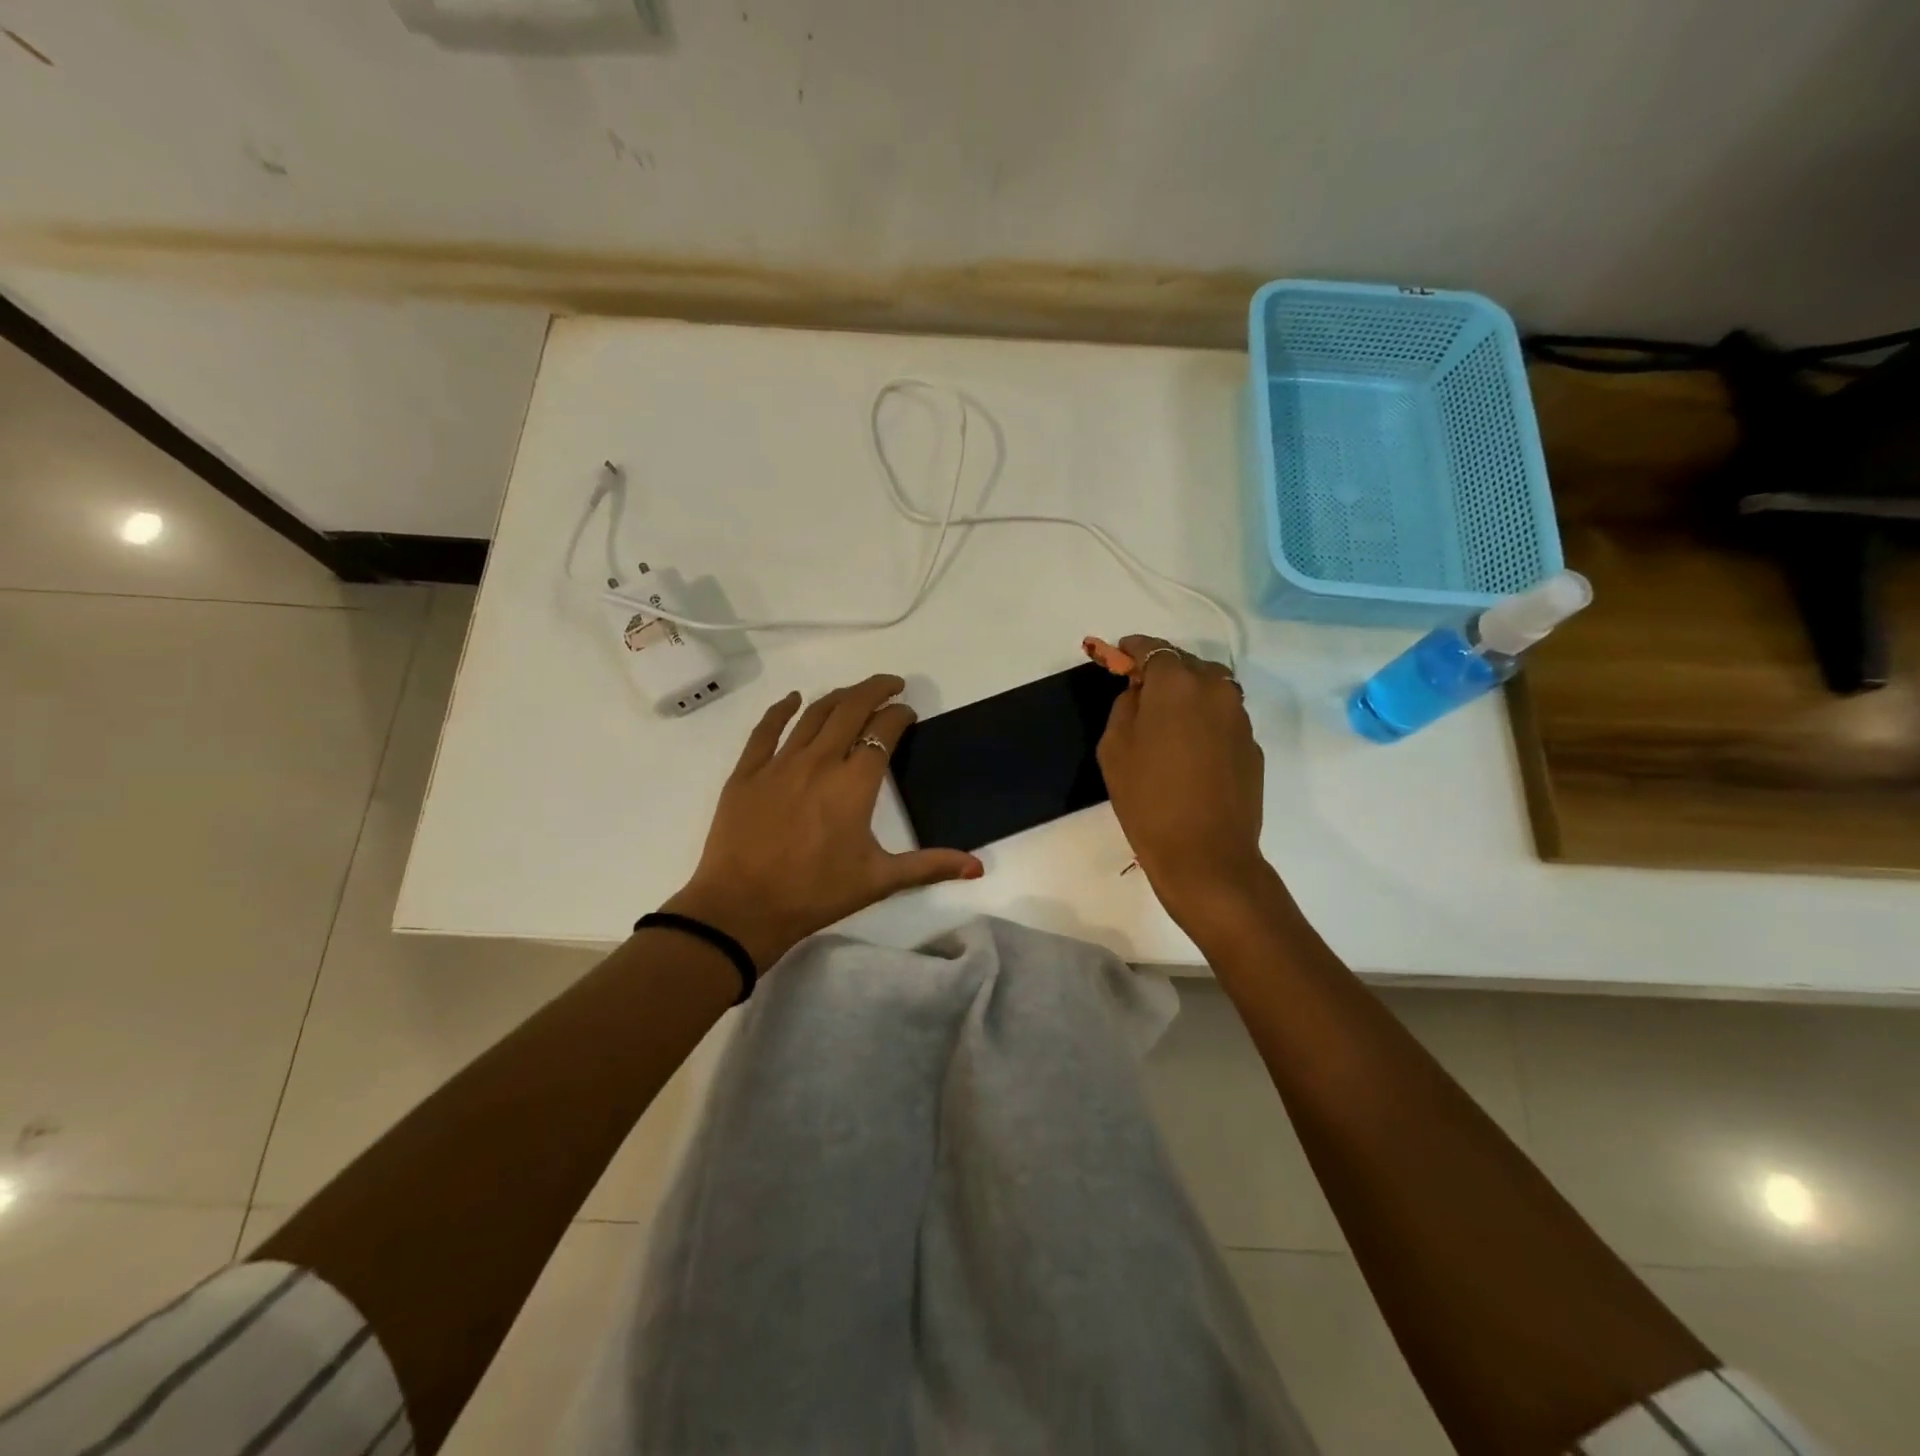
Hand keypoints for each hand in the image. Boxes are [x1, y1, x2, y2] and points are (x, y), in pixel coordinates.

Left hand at [663, 674, 982, 969]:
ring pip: (813, 714)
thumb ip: (930, 866)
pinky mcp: (747, 773)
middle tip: (892, 684)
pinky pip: (765, 730)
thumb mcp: (879, 880)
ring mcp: (779, 763)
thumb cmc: (816, 894)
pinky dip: (782, 709)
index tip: (908, 713)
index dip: (899, 715)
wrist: (743, 909)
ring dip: (838, 696)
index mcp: (854, 783)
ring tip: (854, 693)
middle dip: (875, 690)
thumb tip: (978, 866)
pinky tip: (794, 699)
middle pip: (850, 709)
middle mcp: (819, 761)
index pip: (883, 732)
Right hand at [1097, 636, 1268, 926]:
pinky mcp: (1252, 744)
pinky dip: (1205, 720)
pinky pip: (1223, 718)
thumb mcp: (1114, 747)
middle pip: (1186, 664)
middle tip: (1140, 692)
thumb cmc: (1147, 798)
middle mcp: (1216, 689)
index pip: (1153, 648)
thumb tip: (1142, 691)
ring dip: (1187, 694)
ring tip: (1166, 721)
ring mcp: (1240, 717)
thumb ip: (1126, 705)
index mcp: (1178, 683)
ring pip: (1210, 689)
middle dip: (1163, 671)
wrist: (1205, 854)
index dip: (1132, 648)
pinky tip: (1189, 750)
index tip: (1119, 654)